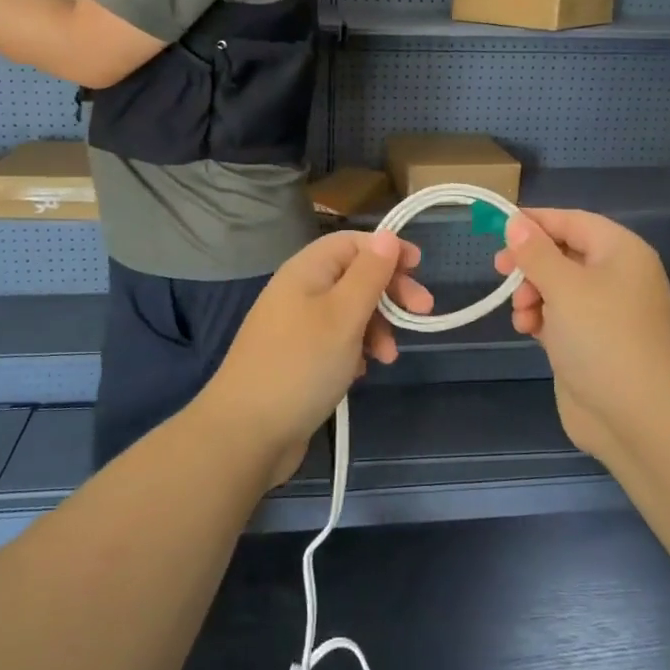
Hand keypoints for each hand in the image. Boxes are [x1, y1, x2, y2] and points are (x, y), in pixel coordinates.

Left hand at [199, 229, 431, 485]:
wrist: (246, 433)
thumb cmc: (302, 364)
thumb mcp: (344, 314)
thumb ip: (369, 274)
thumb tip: (387, 235)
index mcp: (306, 270)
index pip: (352, 242)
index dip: (387, 249)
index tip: (420, 268)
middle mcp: (298, 291)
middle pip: (354, 276)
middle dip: (389, 292)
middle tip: (422, 313)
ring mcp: (295, 326)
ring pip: (348, 311)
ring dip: (376, 326)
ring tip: (388, 357)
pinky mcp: (296, 359)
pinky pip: (335, 341)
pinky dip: (355, 349)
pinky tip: (362, 371)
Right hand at [494, 209, 669, 456]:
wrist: (638, 417)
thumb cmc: (602, 338)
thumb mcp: (564, 287)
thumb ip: (535, 252)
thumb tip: (515, 222)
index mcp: (621, 252)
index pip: (572, 221)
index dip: (535, 222)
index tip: (497, 228)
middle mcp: (616, 276)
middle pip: (562, 253)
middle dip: (530, 263)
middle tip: (500, 271)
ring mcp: (605, 312)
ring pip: (557, 286)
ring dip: (531, 294)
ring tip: (522, 315)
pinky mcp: (592, 342)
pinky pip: (560, 316)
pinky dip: (540, 318)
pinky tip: (527, 330)